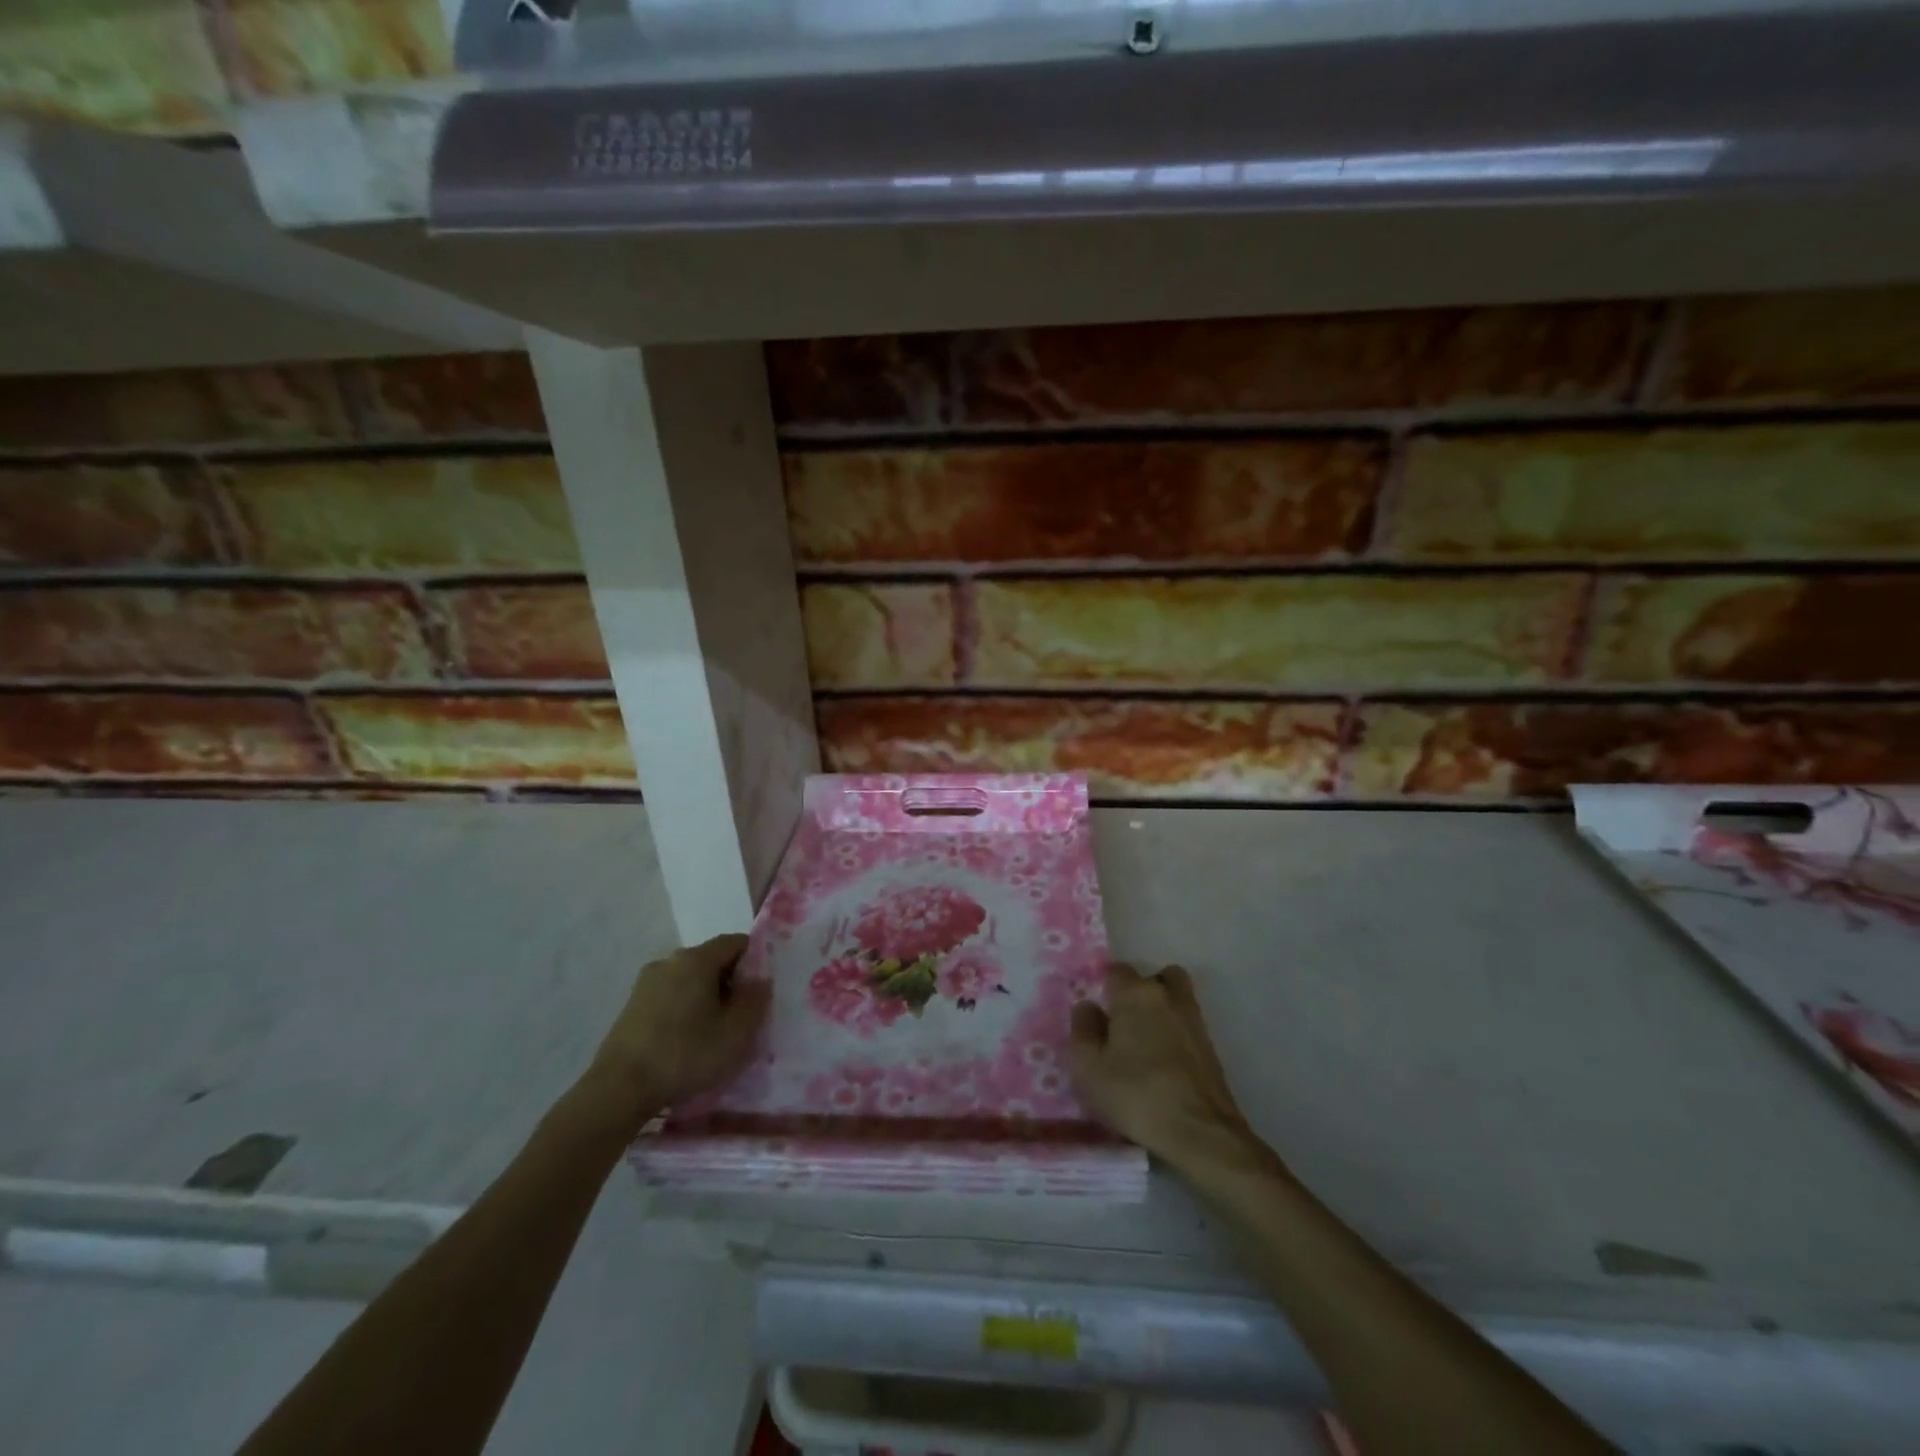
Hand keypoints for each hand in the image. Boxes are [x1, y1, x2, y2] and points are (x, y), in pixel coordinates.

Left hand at [580, 934, 769, 1130]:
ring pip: (690, 979)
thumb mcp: (736, 1033)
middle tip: (741, 1017)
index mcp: (696, 959)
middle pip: (712, 960)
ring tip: (713, 1033)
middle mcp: (670, 961)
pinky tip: (686, 1041)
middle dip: (731, 982)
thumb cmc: (685, 1055)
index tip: (760, 992)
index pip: (736, 942)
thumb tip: (761, 979)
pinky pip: (670, 996)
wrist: (619, 1090)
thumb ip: (756, 1000)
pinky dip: (684, 1009)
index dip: (755, 961)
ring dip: (706, 998)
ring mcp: (646, 982)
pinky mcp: (632, 1005)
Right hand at [1068, 963, 1259, 1172]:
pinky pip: (1186, 1024)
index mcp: (1135, 993)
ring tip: (1144, 1042)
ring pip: (1174, 997)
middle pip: (1151, 978)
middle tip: (1121, 1024)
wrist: (1200, 1132)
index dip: (1104, 988)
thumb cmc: (1136, 1094)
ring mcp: (1193, 1019)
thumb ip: (1082, 1029)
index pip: (1116, 970)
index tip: (1096, 1013)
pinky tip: (1163, 1062)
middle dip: (1137, 993)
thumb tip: (1088, 1006)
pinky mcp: (1210, 1045)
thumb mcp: (1088, 1066)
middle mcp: (1167, 995)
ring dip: (1160, 1009)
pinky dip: (1175, 1032)